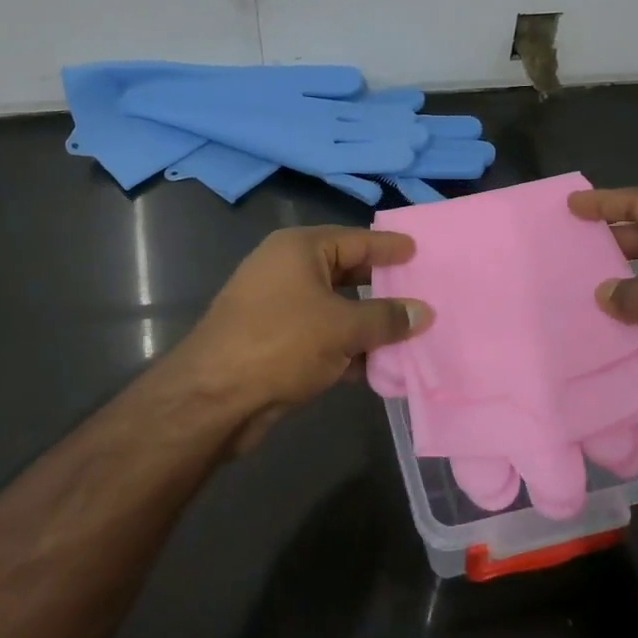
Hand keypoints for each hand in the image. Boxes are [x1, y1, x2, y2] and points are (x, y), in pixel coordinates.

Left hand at [164, 226, 432, 451]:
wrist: (214, 398)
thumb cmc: (282, 343)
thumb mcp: (343, 327)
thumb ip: (386, 318)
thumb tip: (423, 312)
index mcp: (299, 249)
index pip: (355, 239)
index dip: (387, 247)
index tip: (417, 251)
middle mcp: (286, 270)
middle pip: (345, 272)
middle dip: (381, 286)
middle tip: (419, 290)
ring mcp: (278, 308)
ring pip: (335, 309)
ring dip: (367, 324)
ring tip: (409, 332)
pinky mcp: (274, 343)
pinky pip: (322, 337)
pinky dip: (347, 349)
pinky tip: (378, 367)